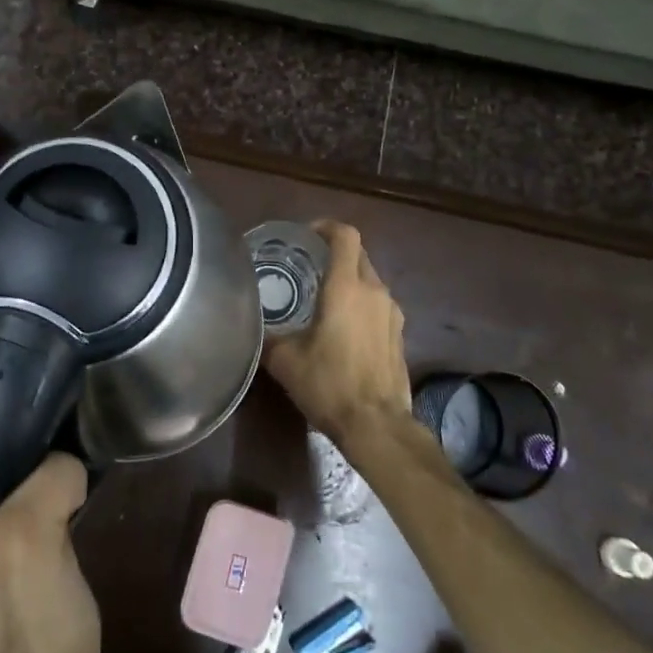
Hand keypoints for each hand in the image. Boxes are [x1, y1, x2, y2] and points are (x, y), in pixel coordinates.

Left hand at [0, 418, 100, 652]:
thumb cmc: (26, 634)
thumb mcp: (31, 538)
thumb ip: (47, 474)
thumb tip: (66, 457)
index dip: (1, 424)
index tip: (49, 419)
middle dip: (18, 449)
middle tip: (64, 445)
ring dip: (31, 472)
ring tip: (67, 468)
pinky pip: (4, 504)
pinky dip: (34, 496)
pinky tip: (64, 498)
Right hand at [262, 220, 413, 458]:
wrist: (377, 425)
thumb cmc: (329, 385)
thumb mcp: (285, 361)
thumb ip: (268, 336)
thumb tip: (254, 326)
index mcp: (347, 288)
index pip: (345, 236)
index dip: (326, 227)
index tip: (306, 235)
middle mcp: (375, 291)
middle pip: (358, 254)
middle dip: (334, 253)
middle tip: (306, 265)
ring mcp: (392, 313)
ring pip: (370, 280)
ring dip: (348, 280)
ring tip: (322, 297)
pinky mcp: (399, 334)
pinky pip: (378, 304)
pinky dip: (361, 303)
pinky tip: (342, 327)